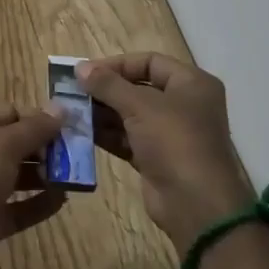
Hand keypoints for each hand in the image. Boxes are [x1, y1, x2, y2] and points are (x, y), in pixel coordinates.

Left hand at [0, 105, 67, 268]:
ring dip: (48, 175)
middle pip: (18, 144)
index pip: (12, 113)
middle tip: (80, 153)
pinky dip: (41, 204)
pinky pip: (21, 208)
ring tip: (77, 176)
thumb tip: (61, 108)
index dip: (40, 117)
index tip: (71, 126)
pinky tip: (64, 200)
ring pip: (21, 176)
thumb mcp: (3, 143)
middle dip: (47, 146)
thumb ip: (34, 127)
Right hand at [79, 53, 254, 254]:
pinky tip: (83, 131)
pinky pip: (128, 138)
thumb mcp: (139, 105)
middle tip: (74, 91)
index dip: (117, 64)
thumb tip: (79, 67)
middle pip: (138, 88)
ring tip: (73, 110)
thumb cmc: (174, 141)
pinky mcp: (157, 159)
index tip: (86, 71)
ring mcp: (171, 134)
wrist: (196, 206)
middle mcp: (184, 105)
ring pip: (131, 114)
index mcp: (191, 84)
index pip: (149, 62)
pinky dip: (108, 134)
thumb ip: (108, 84)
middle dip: (106, 90)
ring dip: (103, 112)